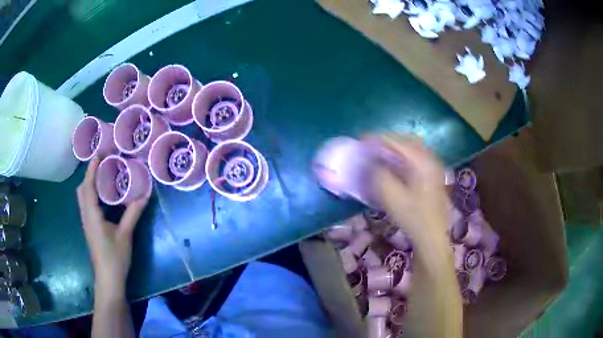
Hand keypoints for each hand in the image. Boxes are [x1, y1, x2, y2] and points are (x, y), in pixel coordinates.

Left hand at [76, 158, 148, 298]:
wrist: (108, 279)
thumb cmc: (115, 257)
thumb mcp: (125, 235)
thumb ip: (133, 214)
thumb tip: (144, 195)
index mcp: (92, 215)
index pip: (88, 186)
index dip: (92, 170)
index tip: (99, 155)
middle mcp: (86, 216)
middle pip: (81, 190)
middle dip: (89, 175)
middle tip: (102, 166)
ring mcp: (87, 223)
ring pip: (83, 198)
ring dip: (89, 184)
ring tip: (102, 177)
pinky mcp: (90, 228)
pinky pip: (87, 205)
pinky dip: (92, 195)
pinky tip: (103, 198)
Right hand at [373, 135, 447, 240]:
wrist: (432, 236)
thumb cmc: (413, 217)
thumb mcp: (392, 196)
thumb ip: (379, 174)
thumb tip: (370, 159)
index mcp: (422, 162)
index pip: (397, 142)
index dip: (377, 138)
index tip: (361, 139)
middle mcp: (430, 159)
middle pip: (407, 139)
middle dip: (387, 139)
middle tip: (370, 145)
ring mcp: (434, 167)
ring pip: (413, 147)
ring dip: (396, 146)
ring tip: (380, 152)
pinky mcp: (433, 176)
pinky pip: (417, 157)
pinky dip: (403, 155)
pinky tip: (395, 163)